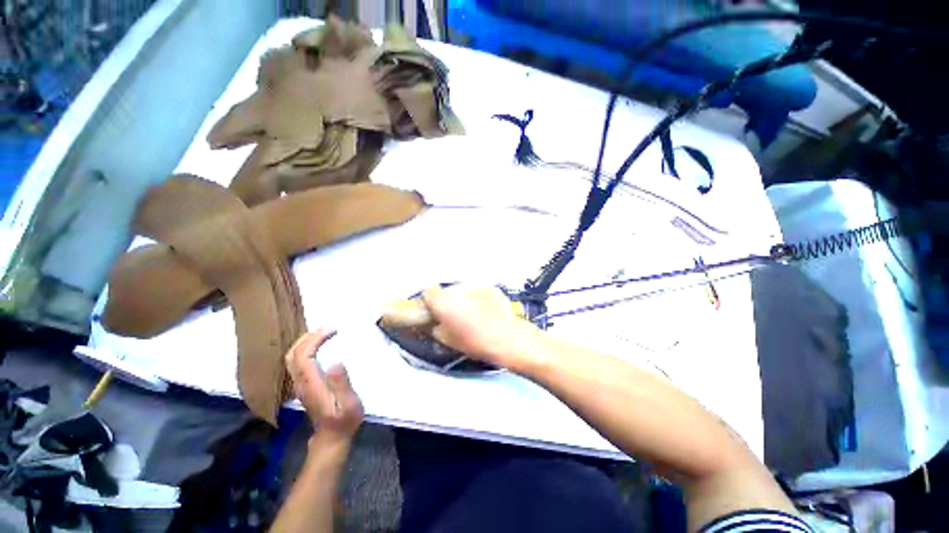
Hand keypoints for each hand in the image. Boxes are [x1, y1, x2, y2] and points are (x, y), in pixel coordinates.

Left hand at [285, 330, 363, 442]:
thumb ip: (342, 384)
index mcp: (312, 384)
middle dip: (308, 337)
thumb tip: (336, 361)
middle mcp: (301, 382)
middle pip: (293, 354)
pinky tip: (318, 346)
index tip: (333, 330)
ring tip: (323, 333)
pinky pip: (297, 362)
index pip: (304, 356)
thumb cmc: (344, 421)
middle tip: (328, 328)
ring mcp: (300, 384)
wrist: (331, 438)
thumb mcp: (349, 404)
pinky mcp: (303, 385)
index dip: (315, 340)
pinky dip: (305, 348)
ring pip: (292, 357)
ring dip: (305, 342)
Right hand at [421, 285, 540, 367]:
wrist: (506, 337)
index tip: (434, 311)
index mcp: (443, 302)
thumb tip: (436, 322)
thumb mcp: (447, 340)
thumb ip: (436, 328)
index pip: (428, 292)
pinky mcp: (490, 287)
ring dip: (464, 299)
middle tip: (455, 316)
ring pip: (464, 291)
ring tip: (474, 315)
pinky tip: (487, 312)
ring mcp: (475, 286)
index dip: (430, 301)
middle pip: (447, 291)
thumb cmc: (474, 342)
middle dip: (449, 301)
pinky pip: (479, 292)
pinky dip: (479, 299)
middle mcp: (457, 289)